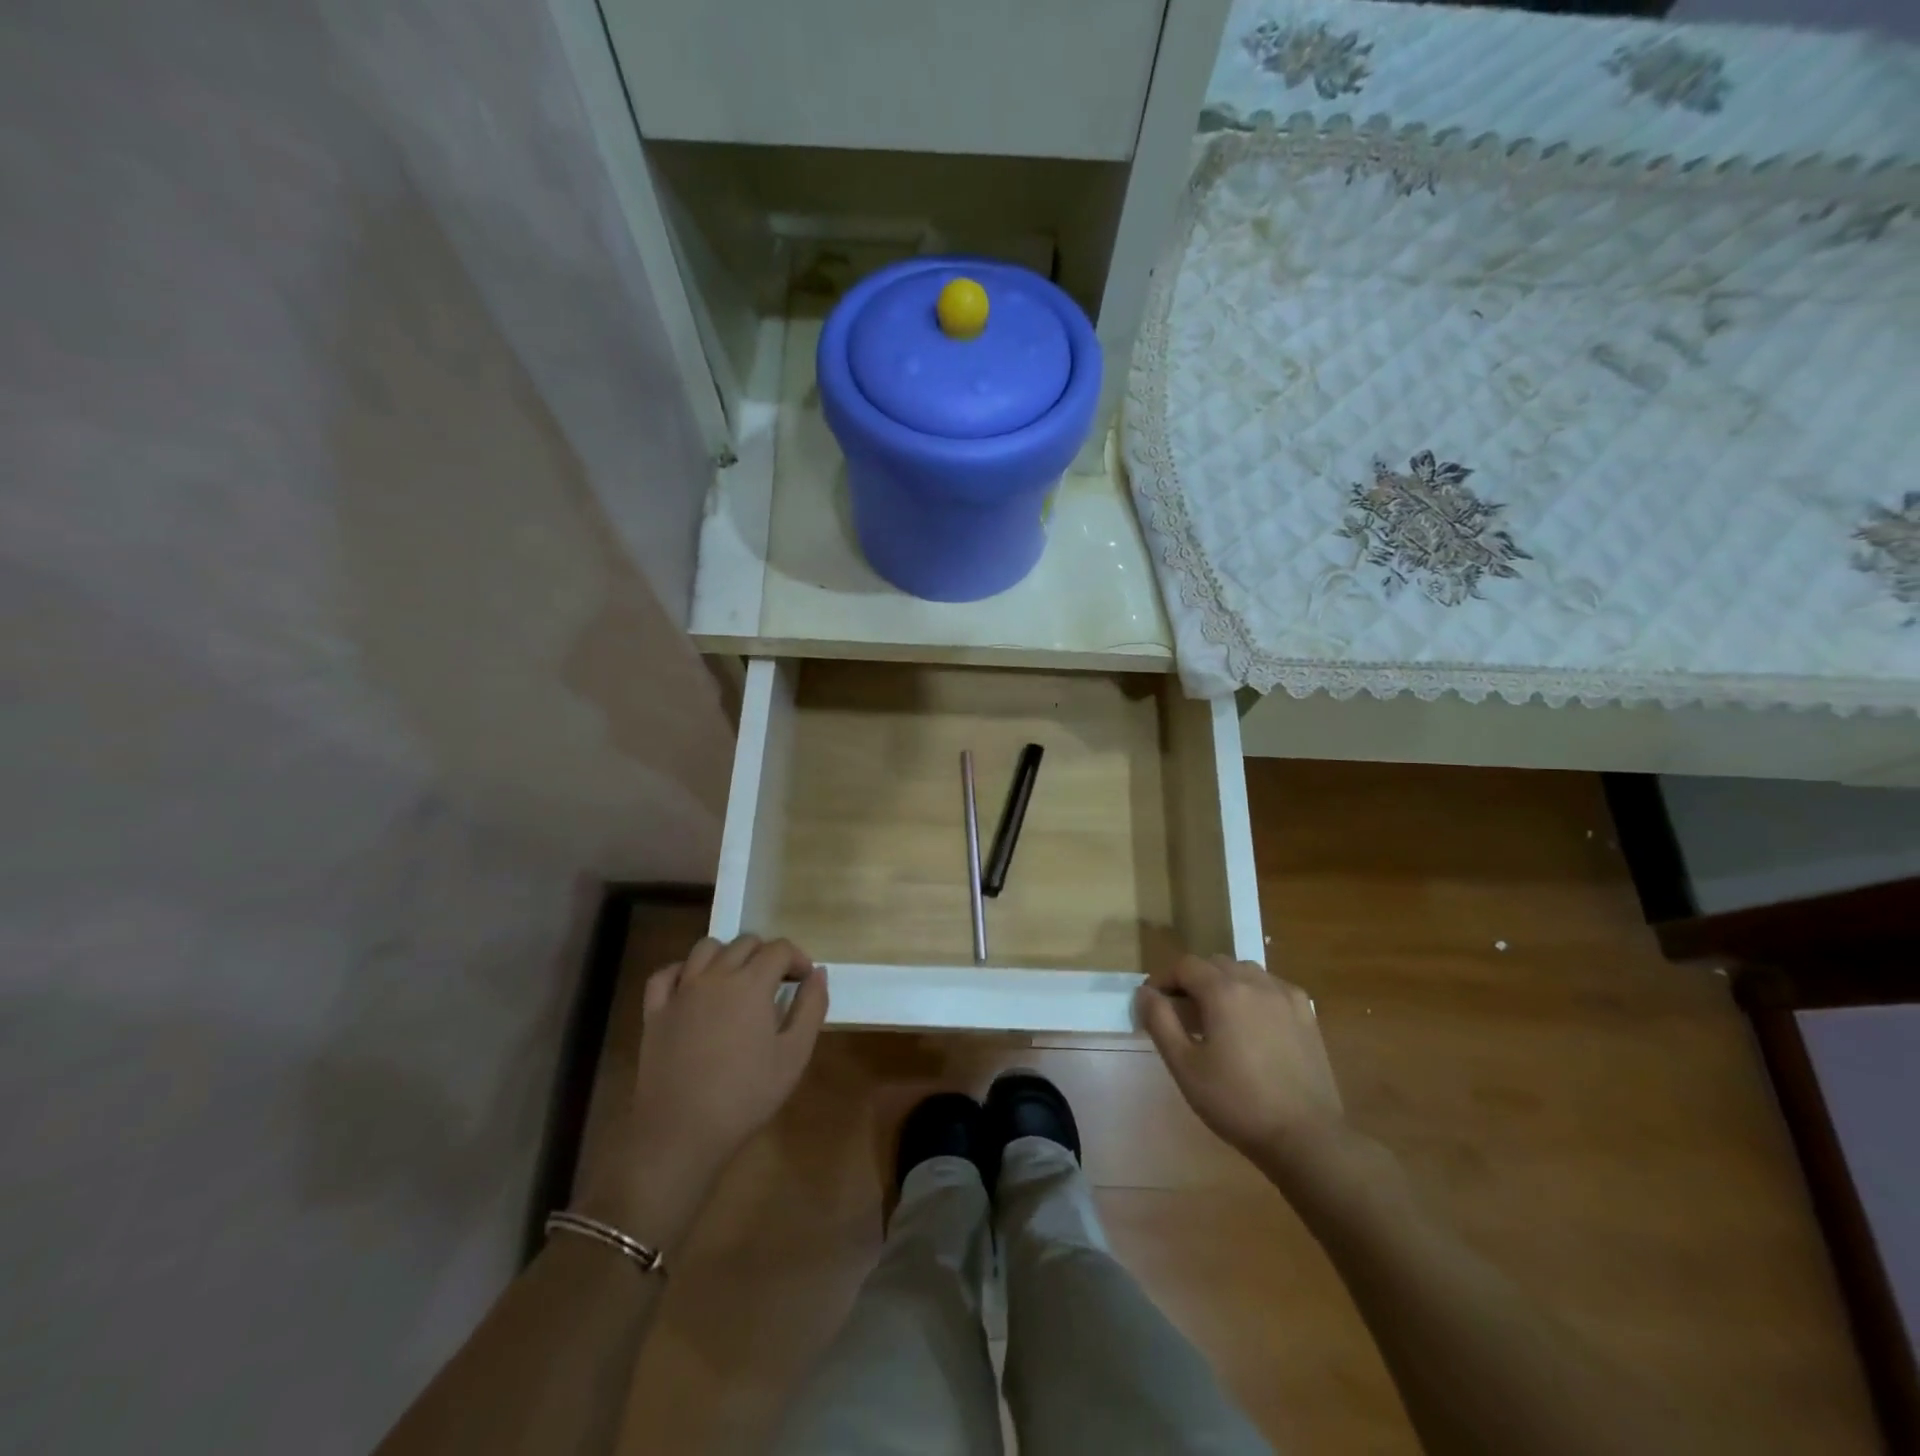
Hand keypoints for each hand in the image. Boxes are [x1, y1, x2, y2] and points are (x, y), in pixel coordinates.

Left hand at [582, 935, 827, 1246]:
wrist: (681, 1132)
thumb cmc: (745, 1095)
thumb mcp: (794, 1055)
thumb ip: (811, 1008)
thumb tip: (818, 973)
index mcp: (751, 983)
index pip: (779, 949)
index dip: (797, 959)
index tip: (804, 981)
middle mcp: (715, 976)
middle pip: (745, 942)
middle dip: (766, 955)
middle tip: (776, 983)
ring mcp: (681, 991)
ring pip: (705, 948)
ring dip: (727, 955)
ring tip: (737, 980)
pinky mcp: (655, 1011)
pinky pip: (666, 974)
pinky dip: (683, 971)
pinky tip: (693, 987)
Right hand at [1136, 955, 1347, 1183]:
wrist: (1306, 1137)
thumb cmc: (1236, 1102)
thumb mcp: (1184, 1065)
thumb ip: (1160, 1021)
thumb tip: (1145, 993)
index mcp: (1224, 990)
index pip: (1185, 966)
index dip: (1164, 980)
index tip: (1154, 1004)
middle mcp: (1256, 982)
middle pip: (1215, 964)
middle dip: (1193, 981)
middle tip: (1182, 1014)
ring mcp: (1286, 996)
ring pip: (1245, 972)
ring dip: (1224, 984)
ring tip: (1217, 1018)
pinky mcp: (1307, 1014)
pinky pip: (1271, 988)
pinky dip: (1253, 995)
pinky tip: (1252, 1025)